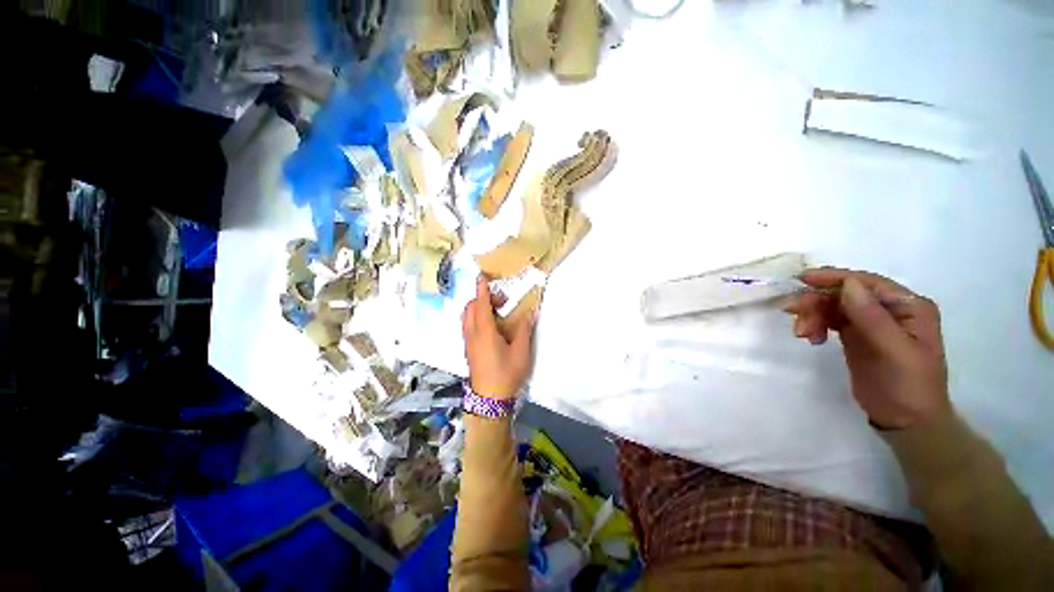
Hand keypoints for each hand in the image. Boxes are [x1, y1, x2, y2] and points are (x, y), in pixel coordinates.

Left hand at [461, 276, 535, 399]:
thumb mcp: (521, 352)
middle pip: (470, 308)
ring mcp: (468, 342)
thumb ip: (524, 330)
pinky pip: (467, 325)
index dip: (482, 289)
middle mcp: (472, 333)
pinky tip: (490, 325)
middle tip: (501, 301)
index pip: (480, 304)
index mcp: (485, 332)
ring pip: (466, 316)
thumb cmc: (506, 374)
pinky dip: (475, 317)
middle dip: (482, 298)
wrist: (489, 399)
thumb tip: (529, 313)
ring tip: (495, 311)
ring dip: (477, 307)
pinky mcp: (468, 349)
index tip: (483, 277)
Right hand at [783, 267, 949, 429]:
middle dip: (818, 302)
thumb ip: (872, 318)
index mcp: (908, 306)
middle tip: (795, 317)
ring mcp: (872, 322)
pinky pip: (830, 320)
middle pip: (845, 293)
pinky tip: (810, 338)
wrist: (905, 422)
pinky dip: (816, 324)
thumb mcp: (893, 352)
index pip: (867, 283)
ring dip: (813, 315)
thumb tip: (848, 284)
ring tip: (802, 334)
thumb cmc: (908, 386)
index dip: (834, 278)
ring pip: (833, 306)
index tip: (801, 280)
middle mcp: (890, 309)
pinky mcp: (855, 335)